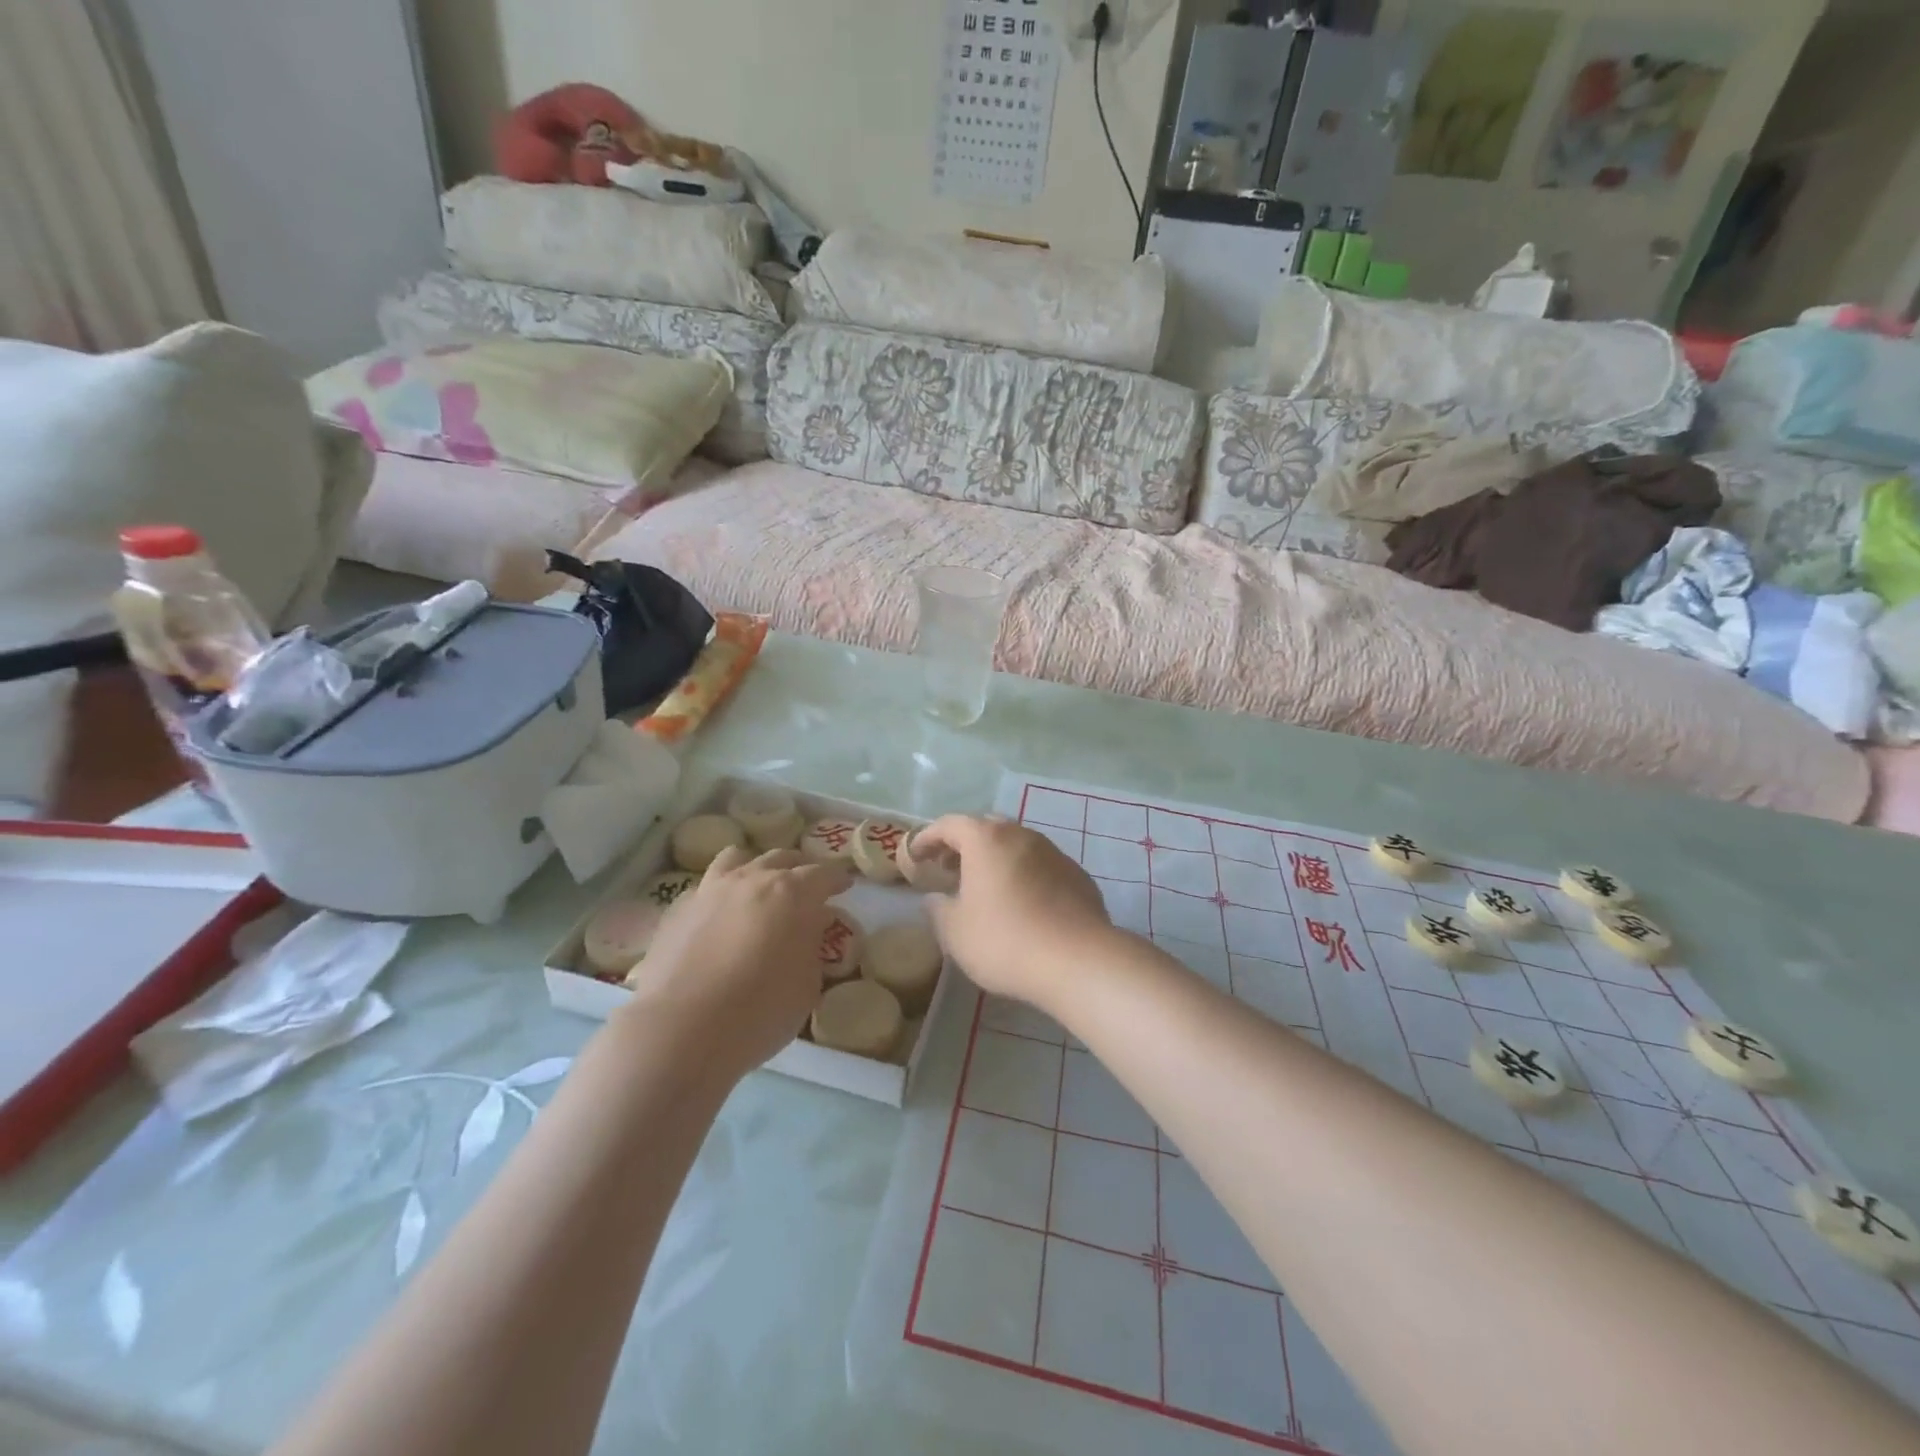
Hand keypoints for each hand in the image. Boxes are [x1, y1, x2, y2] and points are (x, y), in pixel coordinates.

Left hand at [620, 846, 852, 1082]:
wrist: (681, 1030)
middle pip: (782, 858)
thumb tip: (807, 930)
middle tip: (807, 886)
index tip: (845, 886)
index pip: (823, 873)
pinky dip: (720, 895)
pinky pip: (705, 887)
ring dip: (755, 868)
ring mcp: (710, 890)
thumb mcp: (808, 985)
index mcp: (792, 893)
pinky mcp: (677, 909)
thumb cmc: (760, 1011)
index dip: (837, 879)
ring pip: (737, 858)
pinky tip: (720, 918)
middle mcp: (751, 879)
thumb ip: (812, 948)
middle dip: (799, 868)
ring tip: (758, 888)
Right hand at [915, 816, 1114, 1014]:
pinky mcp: (1077, 874)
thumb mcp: (955, 932)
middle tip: (949, 868)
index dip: (927, 838)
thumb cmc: (1005, 940)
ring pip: (1016, 845)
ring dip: (996, 859)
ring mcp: (1053, 852)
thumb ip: (938, 909)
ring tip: (984, 887)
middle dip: (963, 844)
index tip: (915, 856)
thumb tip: (935, 898)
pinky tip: (1021, 903)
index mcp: (987, 840)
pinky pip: (1040, 865)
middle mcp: (1021, 835)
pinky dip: (1023, 875)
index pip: (949, 825)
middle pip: (985, 828)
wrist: (1078, 960)